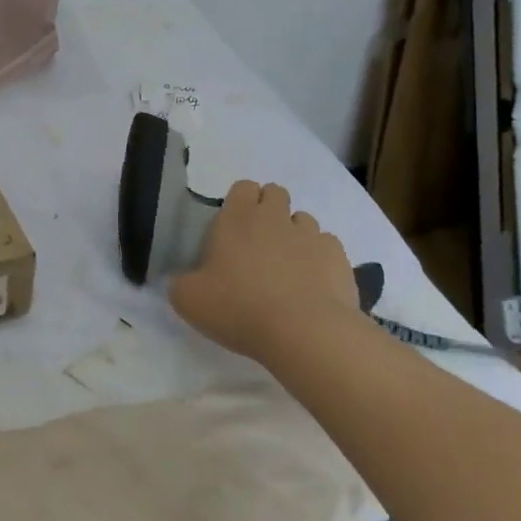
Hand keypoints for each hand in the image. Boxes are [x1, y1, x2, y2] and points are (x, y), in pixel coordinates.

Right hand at [169, 181, 360, 362]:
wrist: (305, 333)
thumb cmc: (239, 308)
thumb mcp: (189, 300)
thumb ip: (181, 283)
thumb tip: (183, 281)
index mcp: (236, 218)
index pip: (242, 187)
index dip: (239, 202)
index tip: (233, 229)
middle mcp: (275, 217)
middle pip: (275, 193)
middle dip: (269, 210)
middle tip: (258, 244)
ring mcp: (311, 235)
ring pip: (303, 219)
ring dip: (294, 234)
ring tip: (287, 266)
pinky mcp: (339, 258)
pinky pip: (327, 246)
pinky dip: (319, 258)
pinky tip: (313, 282)